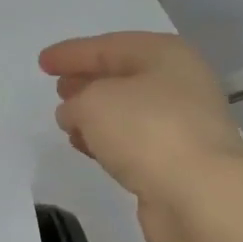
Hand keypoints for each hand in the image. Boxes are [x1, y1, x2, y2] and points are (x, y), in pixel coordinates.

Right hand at [39, 32, 242, 241]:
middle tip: (58, 88)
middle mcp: (179, 84)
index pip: (109, 46)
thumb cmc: (147, 131)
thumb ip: (76, 102)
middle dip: (88, 81)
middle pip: (124, 76)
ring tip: (67, 122)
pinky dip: (109, 141)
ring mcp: (182, 124)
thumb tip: (74, 114)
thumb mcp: (94, 103)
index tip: (42, 63)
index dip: (72, 53)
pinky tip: (89, 148)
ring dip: (97, 115)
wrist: (199, 194)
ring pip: (128, 111)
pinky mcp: (178, 161)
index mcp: (165, 55)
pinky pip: (134, 142)